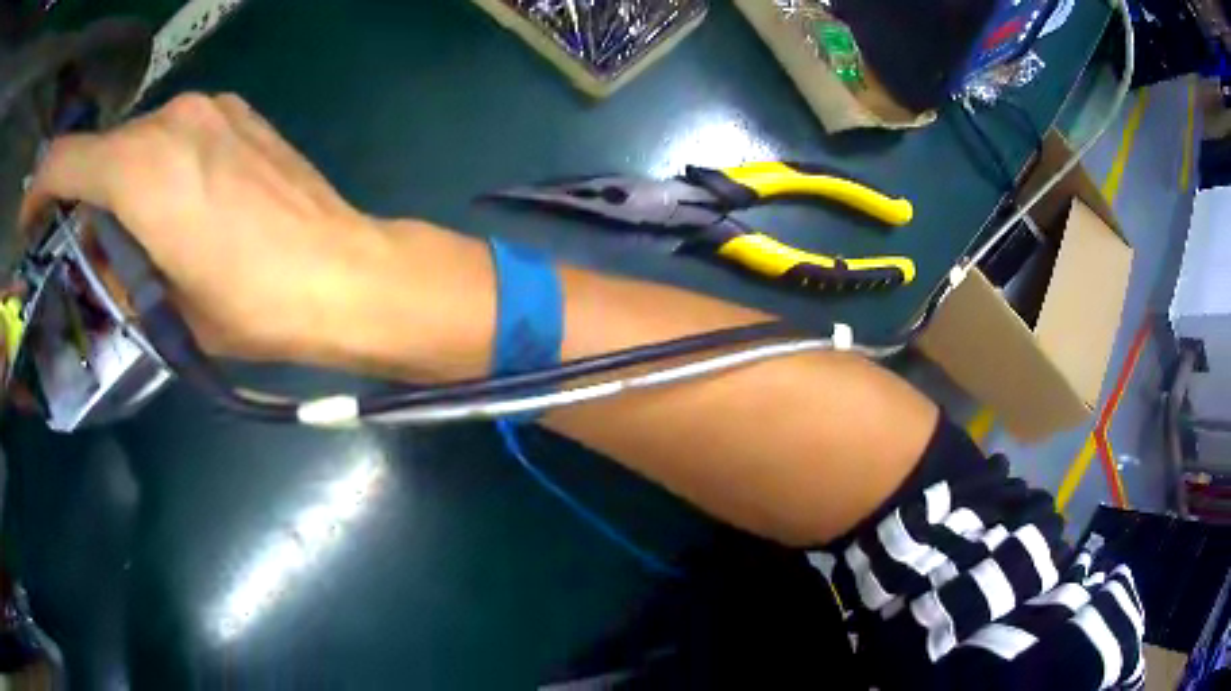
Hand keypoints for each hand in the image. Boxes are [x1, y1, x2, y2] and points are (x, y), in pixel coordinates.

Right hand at [20, 92, 399, 361]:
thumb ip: (117, 268)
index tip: (30, 219)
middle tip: (86, 245)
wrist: (338, 271)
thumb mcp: (163, 308)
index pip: (64, 159)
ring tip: (135, 234)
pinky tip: (177, 205)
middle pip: (102, 149)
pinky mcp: (239, 113)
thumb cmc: (250, 304)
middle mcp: (172, 119)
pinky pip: (176, 134)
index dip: (39, 189)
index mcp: (139, 168)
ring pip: (138, 140)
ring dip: (121, 181)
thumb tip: (98, 247)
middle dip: (83, 194)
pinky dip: (157, 165)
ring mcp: (211, 108)